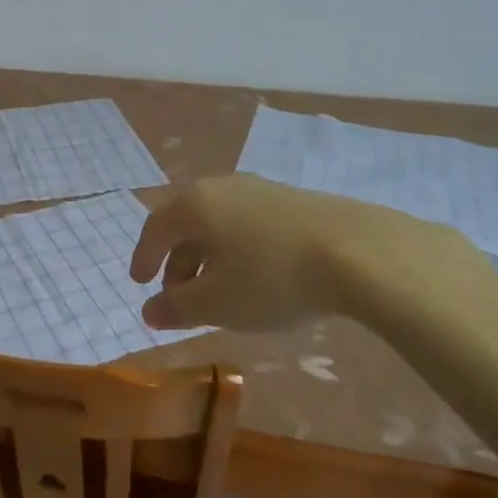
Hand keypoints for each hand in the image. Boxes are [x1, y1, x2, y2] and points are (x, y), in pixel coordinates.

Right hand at [130, 174, 472, 330]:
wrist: (358, 252)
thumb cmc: (272, 277)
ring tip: (219, 292)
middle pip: (187, 223)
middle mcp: (222, 187)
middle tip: (179, 297)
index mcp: (195, 204)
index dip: (144, 257)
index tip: (139, 283)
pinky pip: (248, 223)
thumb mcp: (218, 303)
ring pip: (219, 223)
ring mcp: (260, 189)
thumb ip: (177, 308)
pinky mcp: (293, 200)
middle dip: (178, 262)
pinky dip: (238, 249)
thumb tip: (148, 311)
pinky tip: (257, 276)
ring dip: (209, 256)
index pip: (156, 227)